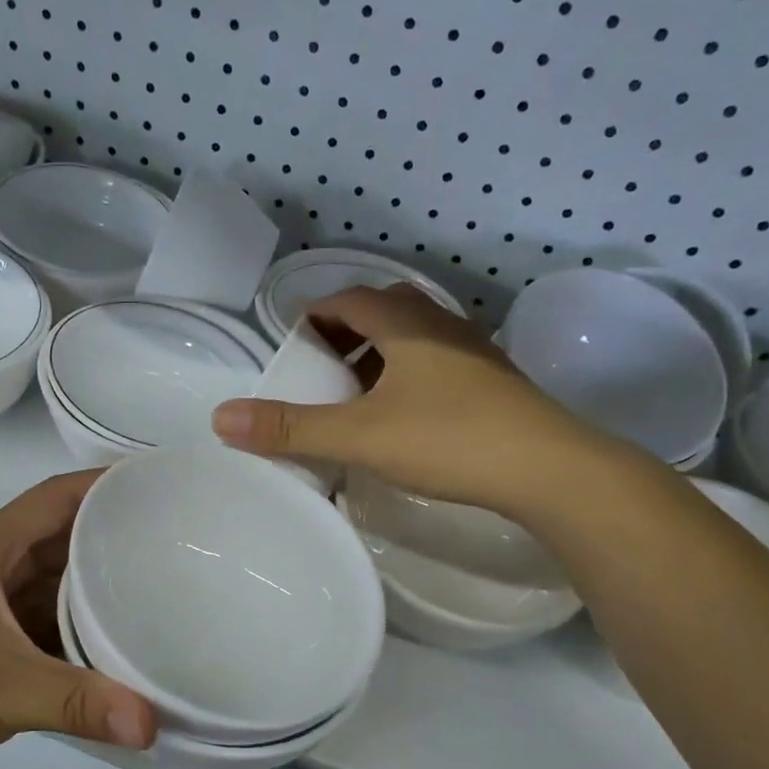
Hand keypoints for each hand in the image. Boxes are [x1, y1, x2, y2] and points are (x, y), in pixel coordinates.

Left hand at [0, 471, 154, 768]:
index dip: (107, 485)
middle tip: (176, 547)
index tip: (163, 488)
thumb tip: (154, 725)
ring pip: (50, 586)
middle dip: (112, 540)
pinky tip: (111, 649)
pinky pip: (40, 625)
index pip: (57, 497)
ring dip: (94, 591)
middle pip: (59, 539)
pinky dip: (74, 633)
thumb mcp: (2, 690)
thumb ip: (81, 702)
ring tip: (156, 594)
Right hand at [211, 284, 618, 514]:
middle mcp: (440, 324)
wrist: (548, 469)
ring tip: (354, 393)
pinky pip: (435, 361)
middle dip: (343, 333)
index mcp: (405, 322)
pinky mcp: (491, 380)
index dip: (313, 315)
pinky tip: (402, 414)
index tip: (291, 343)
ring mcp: (472, 351)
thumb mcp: (359, 436)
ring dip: (376, 354)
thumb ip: (291, 428)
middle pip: (380, 310)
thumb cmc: (448, 439)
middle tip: (318, 368)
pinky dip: (405, 374)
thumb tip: (220, 419)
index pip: (346, 299)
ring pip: (411, 336)